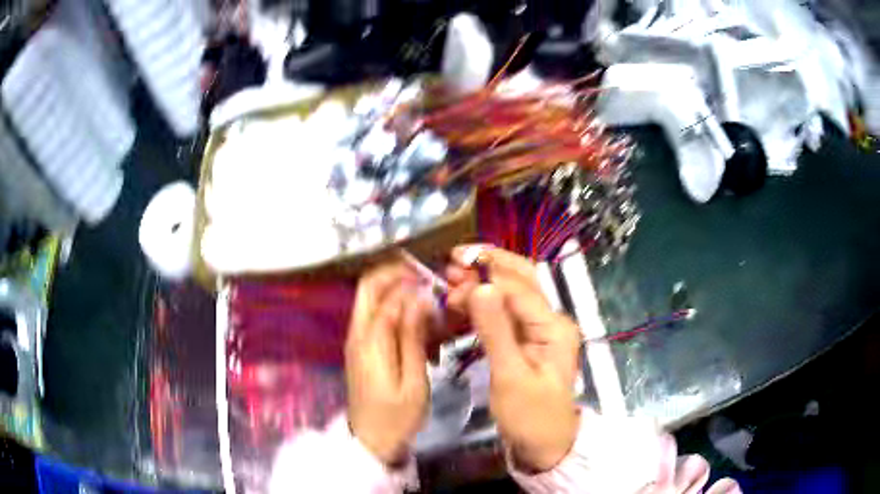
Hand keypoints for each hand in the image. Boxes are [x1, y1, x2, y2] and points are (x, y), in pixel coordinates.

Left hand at [345, 262, 431, 465]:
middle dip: (397, 276)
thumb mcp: (413, 380)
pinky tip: (421, 335)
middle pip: (369, 287)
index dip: (409, 281)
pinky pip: (377, 319)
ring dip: (399, 296)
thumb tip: (418, 297)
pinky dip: (397, 315)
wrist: (372, 442)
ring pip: (373, 300)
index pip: (384, 292)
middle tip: (428, 282)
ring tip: (429, 313)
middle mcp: (357, 333)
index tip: (436, 285)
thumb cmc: (397, 417)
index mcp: (369, 340)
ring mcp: (356, 340)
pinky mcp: (362, 349)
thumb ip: (412, 336)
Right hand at [448, 245, 581, 471]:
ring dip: (483, 283)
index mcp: (554, 327)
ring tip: (452, 280)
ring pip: (511, 294)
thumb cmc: (530, 416)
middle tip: (452, 263)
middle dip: (488, 266)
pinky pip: (505, 314)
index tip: (450, 278)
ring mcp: (539, 330)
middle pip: (521, 279)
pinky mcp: (527, 341)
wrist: (544, 446)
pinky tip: (463, 303)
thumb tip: (479, 286)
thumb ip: (495, 330)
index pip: (518, 288)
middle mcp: (550, 320)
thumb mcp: (511, 376)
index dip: (484, 278)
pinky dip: (484, 305)